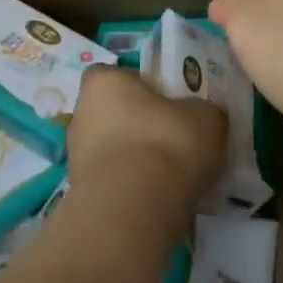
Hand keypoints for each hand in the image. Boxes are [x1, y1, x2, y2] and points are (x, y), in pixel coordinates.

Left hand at [65, 66, 227, 224]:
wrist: (134, 207)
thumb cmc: (166, 142)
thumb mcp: (205, 117)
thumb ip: (203, 111)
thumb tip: (203, 117)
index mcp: (103, 82)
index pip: (118, 74)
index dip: (143, 86)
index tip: (169, 101)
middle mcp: (81, 113)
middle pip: (115, 113)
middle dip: (140, 125)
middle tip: (176, 140)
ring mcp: (77, 156)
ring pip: (114, 150)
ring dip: (138, 159)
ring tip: (175, 176)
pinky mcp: (82, 193)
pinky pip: (115, 182)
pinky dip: (134, 188)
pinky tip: (162, 200)